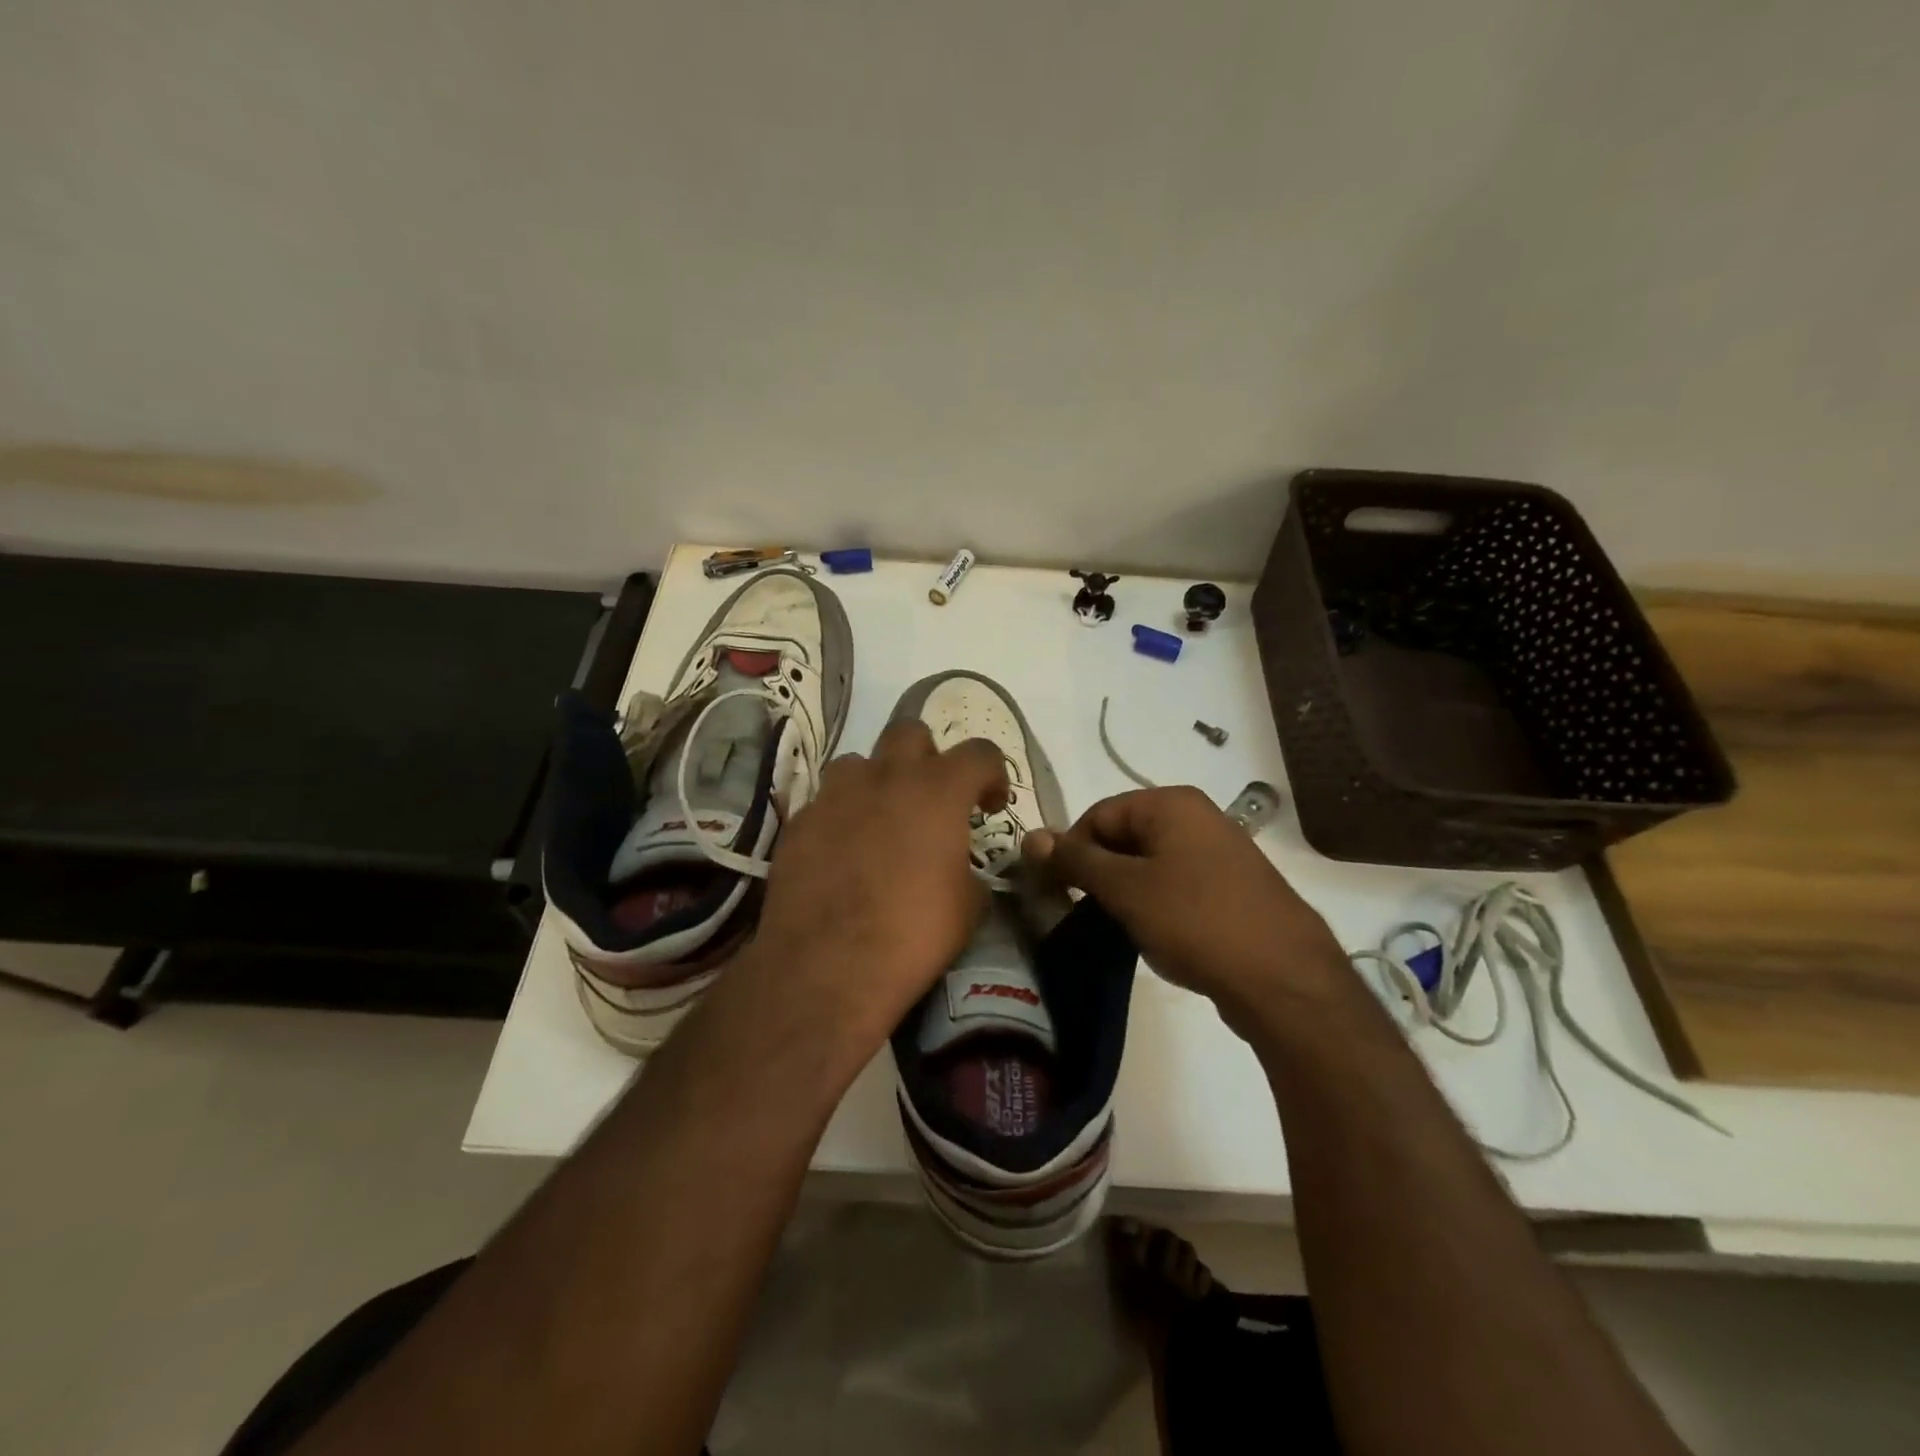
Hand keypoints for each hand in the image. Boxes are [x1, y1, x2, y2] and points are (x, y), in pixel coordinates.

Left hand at [738, 719, 1009, 1054]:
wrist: (829, 965)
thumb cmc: (913, 934)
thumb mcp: (968, 907)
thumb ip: (968, 871)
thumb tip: (959, 870)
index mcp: (938, 791)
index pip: (979, 752)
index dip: (992, 774)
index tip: (990, 805)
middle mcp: (886, 778)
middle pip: (910, 733)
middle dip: (927, 757)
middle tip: (932, 798)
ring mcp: (836, 795)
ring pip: (859, 762)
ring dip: (876, 782)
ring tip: (879, 821)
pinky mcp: (800, 821)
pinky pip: (826, 802)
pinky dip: (841, 817)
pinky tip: (841, 854)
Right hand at [1024, 787, 1346, 1033]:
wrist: (1283, 978)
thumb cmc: (1194, 920)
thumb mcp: (1125, 888)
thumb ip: (1075, 860)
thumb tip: (1031, 837)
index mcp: (1171, 803)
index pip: (1098, 814)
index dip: (1071, 850)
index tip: (1058, 891)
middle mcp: (1198, 817)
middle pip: (1125, 836)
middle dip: (1099, 871)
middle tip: (1086, 911)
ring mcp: (1220, 852)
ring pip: (1151, 863)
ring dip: (1126, 891)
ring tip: (1120, 927)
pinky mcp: (1233, 888)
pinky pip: (1178, 884)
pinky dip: (1157, 904)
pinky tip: (1156, 935)